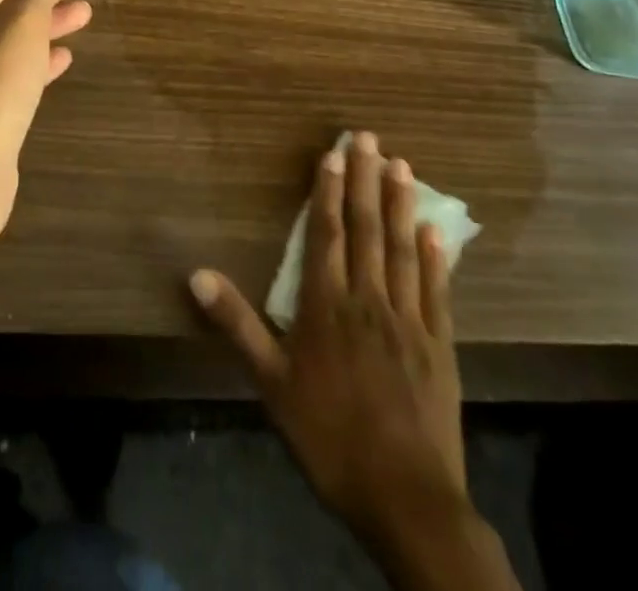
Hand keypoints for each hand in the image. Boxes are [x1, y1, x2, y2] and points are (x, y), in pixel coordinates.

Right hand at [191, 134, 515, 590]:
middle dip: (365, 180)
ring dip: (400, 204)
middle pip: (366, 230)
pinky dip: (435, 257)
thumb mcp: (271, 383)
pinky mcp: (440, 344)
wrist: (405, 499)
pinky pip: (437, 290)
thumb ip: (237, 325)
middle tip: (369, 137)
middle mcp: (368, 299)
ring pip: (402, 249)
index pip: (327, 235)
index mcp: (326, 306)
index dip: (328, 191)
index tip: (332, 153)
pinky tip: (435, 230)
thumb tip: (197, 274)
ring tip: (402, 164)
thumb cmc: (329, 436)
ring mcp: (409, 319)